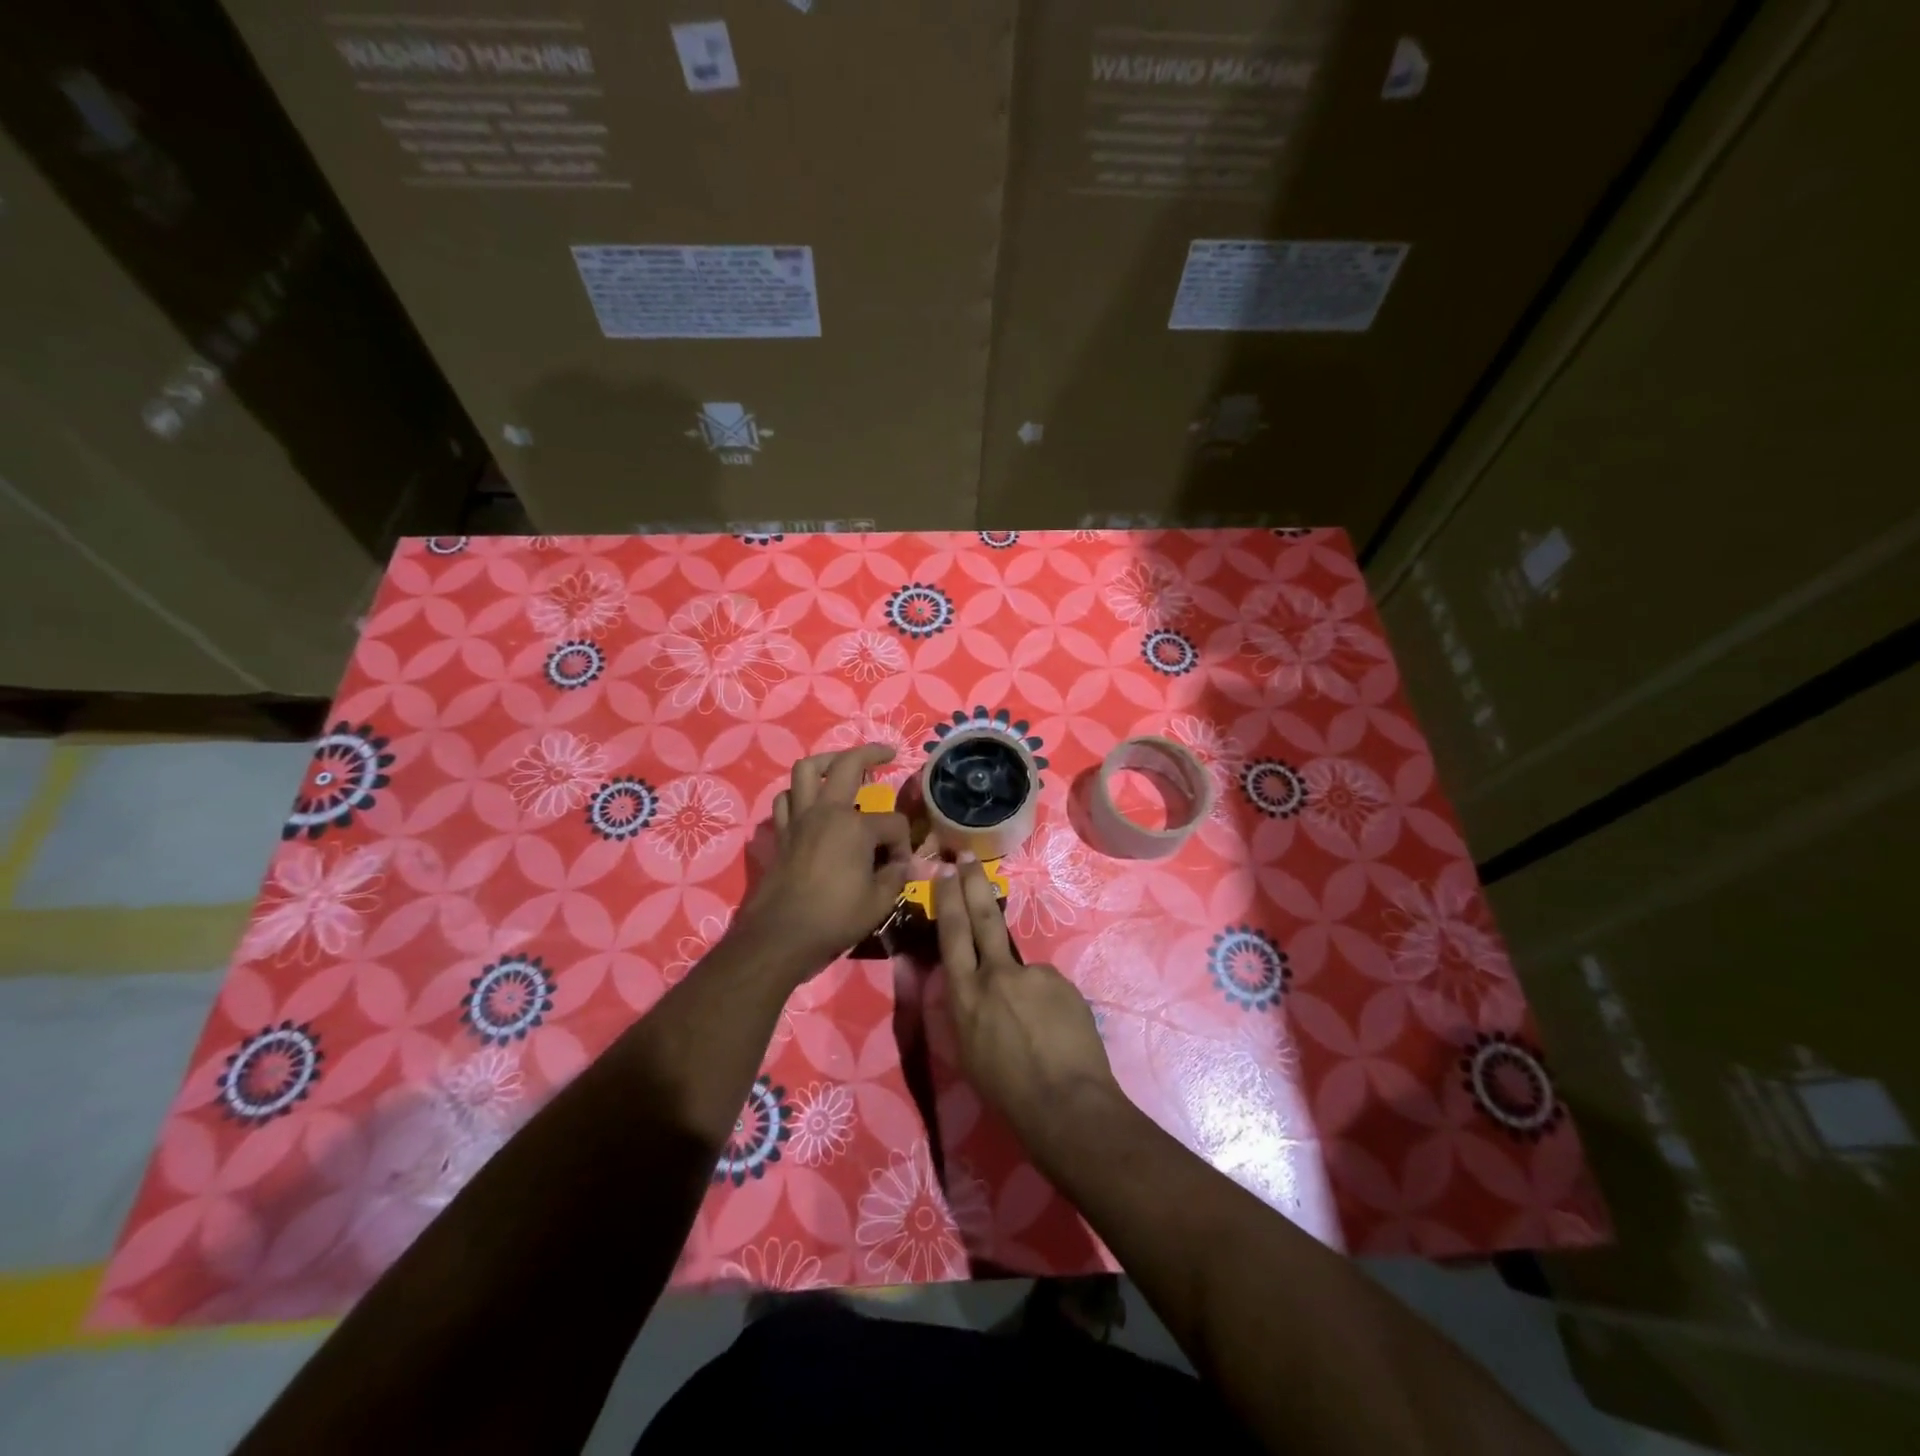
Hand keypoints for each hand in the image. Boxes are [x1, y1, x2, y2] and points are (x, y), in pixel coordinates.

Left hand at [734, 746, 912, 980]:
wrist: (781, 937)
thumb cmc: (835, 918)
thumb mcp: (879, 902)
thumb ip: (896, 876)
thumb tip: (906, 864)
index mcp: (856, 827)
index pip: (892, 822)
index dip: (903, 844)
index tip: (900, 866)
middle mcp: (826, 812)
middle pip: (848, 764)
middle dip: (871, 753)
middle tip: (887, 753)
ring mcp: (799, 819)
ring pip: (807, 770)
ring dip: (826, 762)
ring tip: (840, 768)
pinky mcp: (781, 833)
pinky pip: (786, 800)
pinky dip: (798, 795)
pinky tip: (810, 804)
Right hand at [935, 857, 1120, 1143]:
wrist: (1065, 1103)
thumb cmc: (1006, 1091)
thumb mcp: (966, 1050)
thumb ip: (966, 1008)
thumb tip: (971, 986)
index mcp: (965, 996)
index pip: (952, 935)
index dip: (947, 901)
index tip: (945, 872)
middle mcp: (996, 975)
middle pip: (983, 918)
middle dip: (973, 885)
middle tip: (966, 857)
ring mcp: (1033, 975)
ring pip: (1021, 969)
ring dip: (1023, 991)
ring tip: (1035, 1031)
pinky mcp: (1062, 982)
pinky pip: (1048, 987)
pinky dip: (1047, 1004)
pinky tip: (1054, 1033)